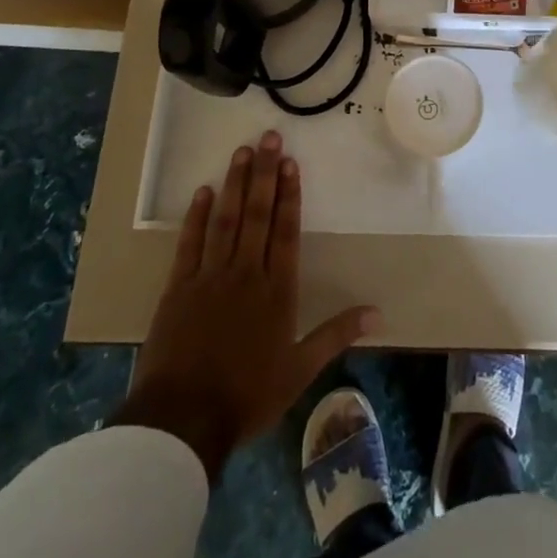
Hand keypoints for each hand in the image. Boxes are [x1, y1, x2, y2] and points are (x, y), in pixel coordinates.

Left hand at [115, 130, 377, 481]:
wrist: (182, 421)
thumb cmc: (247, 396)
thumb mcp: (300, 371)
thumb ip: (336, 335)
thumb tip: (378, 313)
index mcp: (277, 291)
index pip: (286, 231)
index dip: (290, 195)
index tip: (291, 162)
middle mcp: (245, 273)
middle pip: (258, 214)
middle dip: (265, 173)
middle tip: (269, 137)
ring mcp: (209, 277)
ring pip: (226, 220)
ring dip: (235, 184)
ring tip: (242, 151)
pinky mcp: (178, 288)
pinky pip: (189, 244)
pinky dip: (196, 217)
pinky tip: (203, 191)